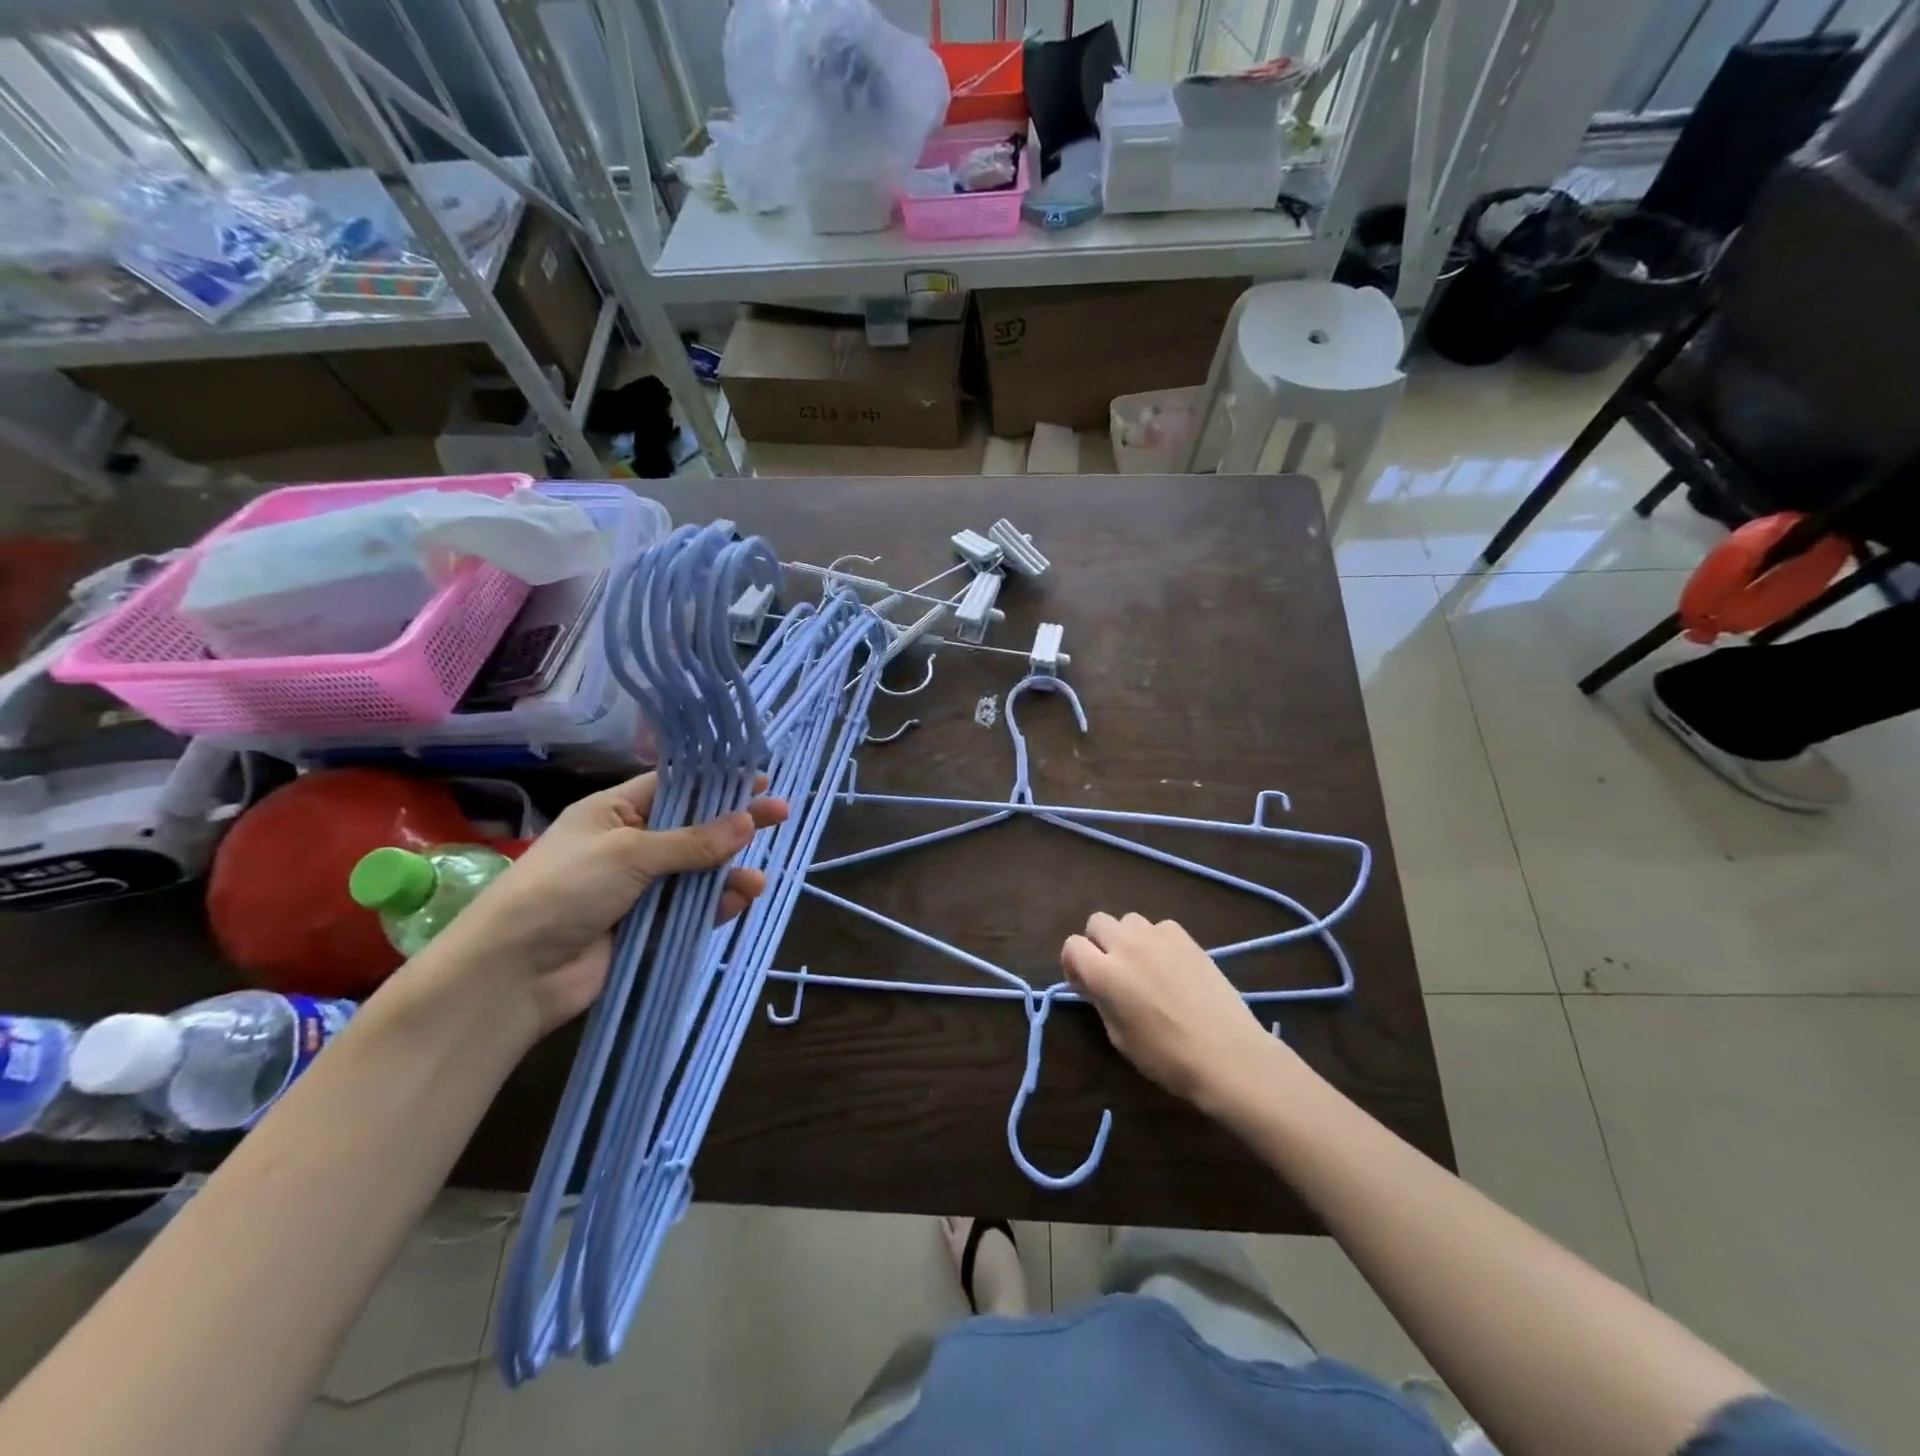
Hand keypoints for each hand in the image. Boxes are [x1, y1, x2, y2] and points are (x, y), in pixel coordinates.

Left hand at [447, 772, 787, 1037]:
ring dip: (728, 872)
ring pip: (697, 872)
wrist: (514, 974)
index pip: (674, 786)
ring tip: (759, 879)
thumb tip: (747, 822)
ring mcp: (639, 888)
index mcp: (614, 812)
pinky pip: (691, 909)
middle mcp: (629, 845)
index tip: (757, 778)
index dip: (715, 781)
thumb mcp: (629, 852)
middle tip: (780, 814)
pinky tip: (741, 901)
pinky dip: (716, 905)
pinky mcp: (646, 927)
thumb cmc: (564, 889)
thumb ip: (692, 841)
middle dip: (734, 823)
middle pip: (693, 828)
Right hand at [1061, 912, 1273, 1110]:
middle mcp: (1126, 945)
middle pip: (1097, 922)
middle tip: (1111, 970)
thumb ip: (1100, 1000)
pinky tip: (1170, 965)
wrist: (1227, 1055)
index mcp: (1104, 973)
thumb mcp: (1119, 1036)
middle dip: (1097, 943)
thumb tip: (1091, 982)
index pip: (1072, 945)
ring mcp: (1158, 937)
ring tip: (1142, 964)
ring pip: (1128, 920)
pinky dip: (1156, 940)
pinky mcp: (1186, 937)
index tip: (1083, 983)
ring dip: (1127, 938)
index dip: (1073, 963)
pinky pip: (1159, 926)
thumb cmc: (1167, 1057)